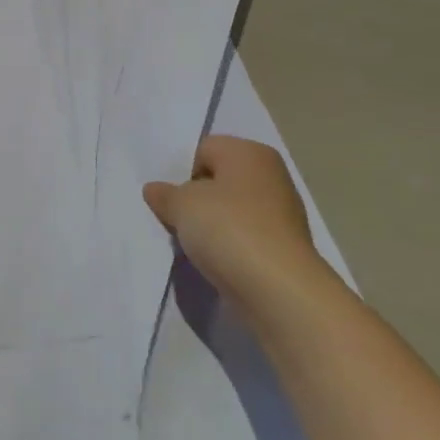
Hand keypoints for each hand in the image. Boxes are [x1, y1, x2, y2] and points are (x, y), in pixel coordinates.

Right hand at [144, 136, 333, 312]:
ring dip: (212, 225)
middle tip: (178, 220)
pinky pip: (244, 237)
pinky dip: (229, 246)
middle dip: (197, 199)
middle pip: (219, 180)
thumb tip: (155, 189)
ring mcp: (281, 212)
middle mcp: (271, 175)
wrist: (278, 289)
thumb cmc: (228, 229)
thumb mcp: (181, 205)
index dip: (183, 173)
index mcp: (250, 152)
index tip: (173, 200)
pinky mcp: (283, 246)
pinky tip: (216, 261)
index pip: (204, 150)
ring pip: (231, 210)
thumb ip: (165, 194)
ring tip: (195, 245)